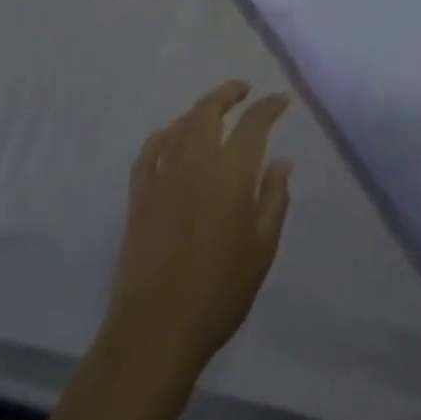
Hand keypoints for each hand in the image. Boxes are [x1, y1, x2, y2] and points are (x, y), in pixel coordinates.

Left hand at [105, 80, 292, 372]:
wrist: (156, 330)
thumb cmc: (220, 291)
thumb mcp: (263, 248)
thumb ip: (274, 198)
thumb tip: (282, 162)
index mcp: (231, 173)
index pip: (253, 124)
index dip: (269, 107)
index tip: (281, 101)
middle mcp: (195, 163)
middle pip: (208, 111)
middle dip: (228, 93)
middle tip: (243, 89)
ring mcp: (162, 178)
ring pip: (179, 126)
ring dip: (199, 111)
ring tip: (212, 111)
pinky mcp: (138, 197)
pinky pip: (148, 153)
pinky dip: (162, 136)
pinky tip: (168, 136)